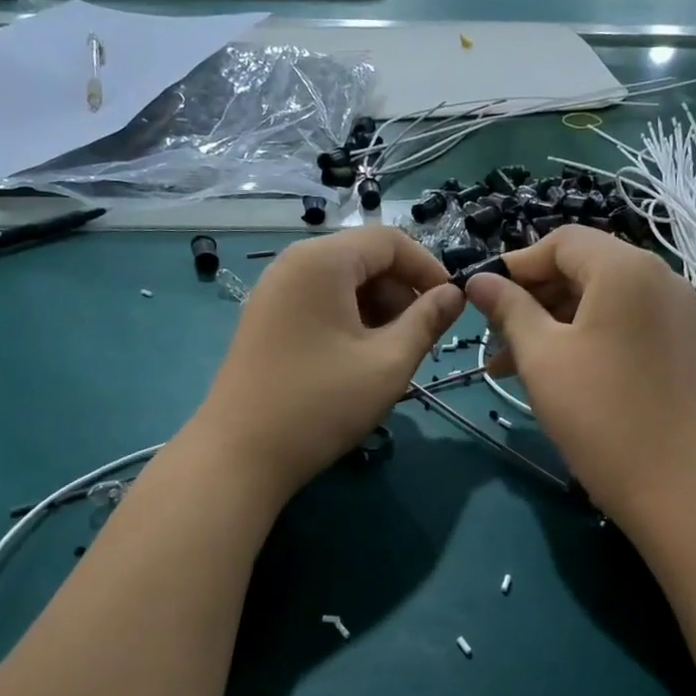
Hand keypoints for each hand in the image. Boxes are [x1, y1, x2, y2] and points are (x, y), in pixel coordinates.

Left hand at [191, 227, 464, 501]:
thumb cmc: (321, 404)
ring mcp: (274, 292)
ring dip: (377, 310)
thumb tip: (455, 294)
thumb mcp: (388, 363)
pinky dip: (349, 321)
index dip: (428, 268)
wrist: (240, 455)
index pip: (389, 240)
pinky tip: (357, 361)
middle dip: (401, 293)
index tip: (451, 307)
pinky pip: (319, 303)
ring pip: (342, 284)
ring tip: (391, 356)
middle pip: (364, 259)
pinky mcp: (265, 319)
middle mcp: (293, 264)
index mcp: (322, 261)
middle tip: (420, 340)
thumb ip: (427, 321)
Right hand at [465, 227, 695, 530]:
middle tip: (494, 337)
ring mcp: (675, 310)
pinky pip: (624, 321)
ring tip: (512, 364)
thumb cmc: (596, 412)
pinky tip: (554, 369)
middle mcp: (659, 276)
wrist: (670, 484)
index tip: (483, 298)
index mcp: (626, 268)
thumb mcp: (540, 355)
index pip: (562, 242)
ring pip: (601, 298)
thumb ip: (508, 308)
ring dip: (554, 321)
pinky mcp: (679, 342)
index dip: (517, 265)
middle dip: (533, 298)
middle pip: (583, 267)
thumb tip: (478, 280)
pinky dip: (586, 334)